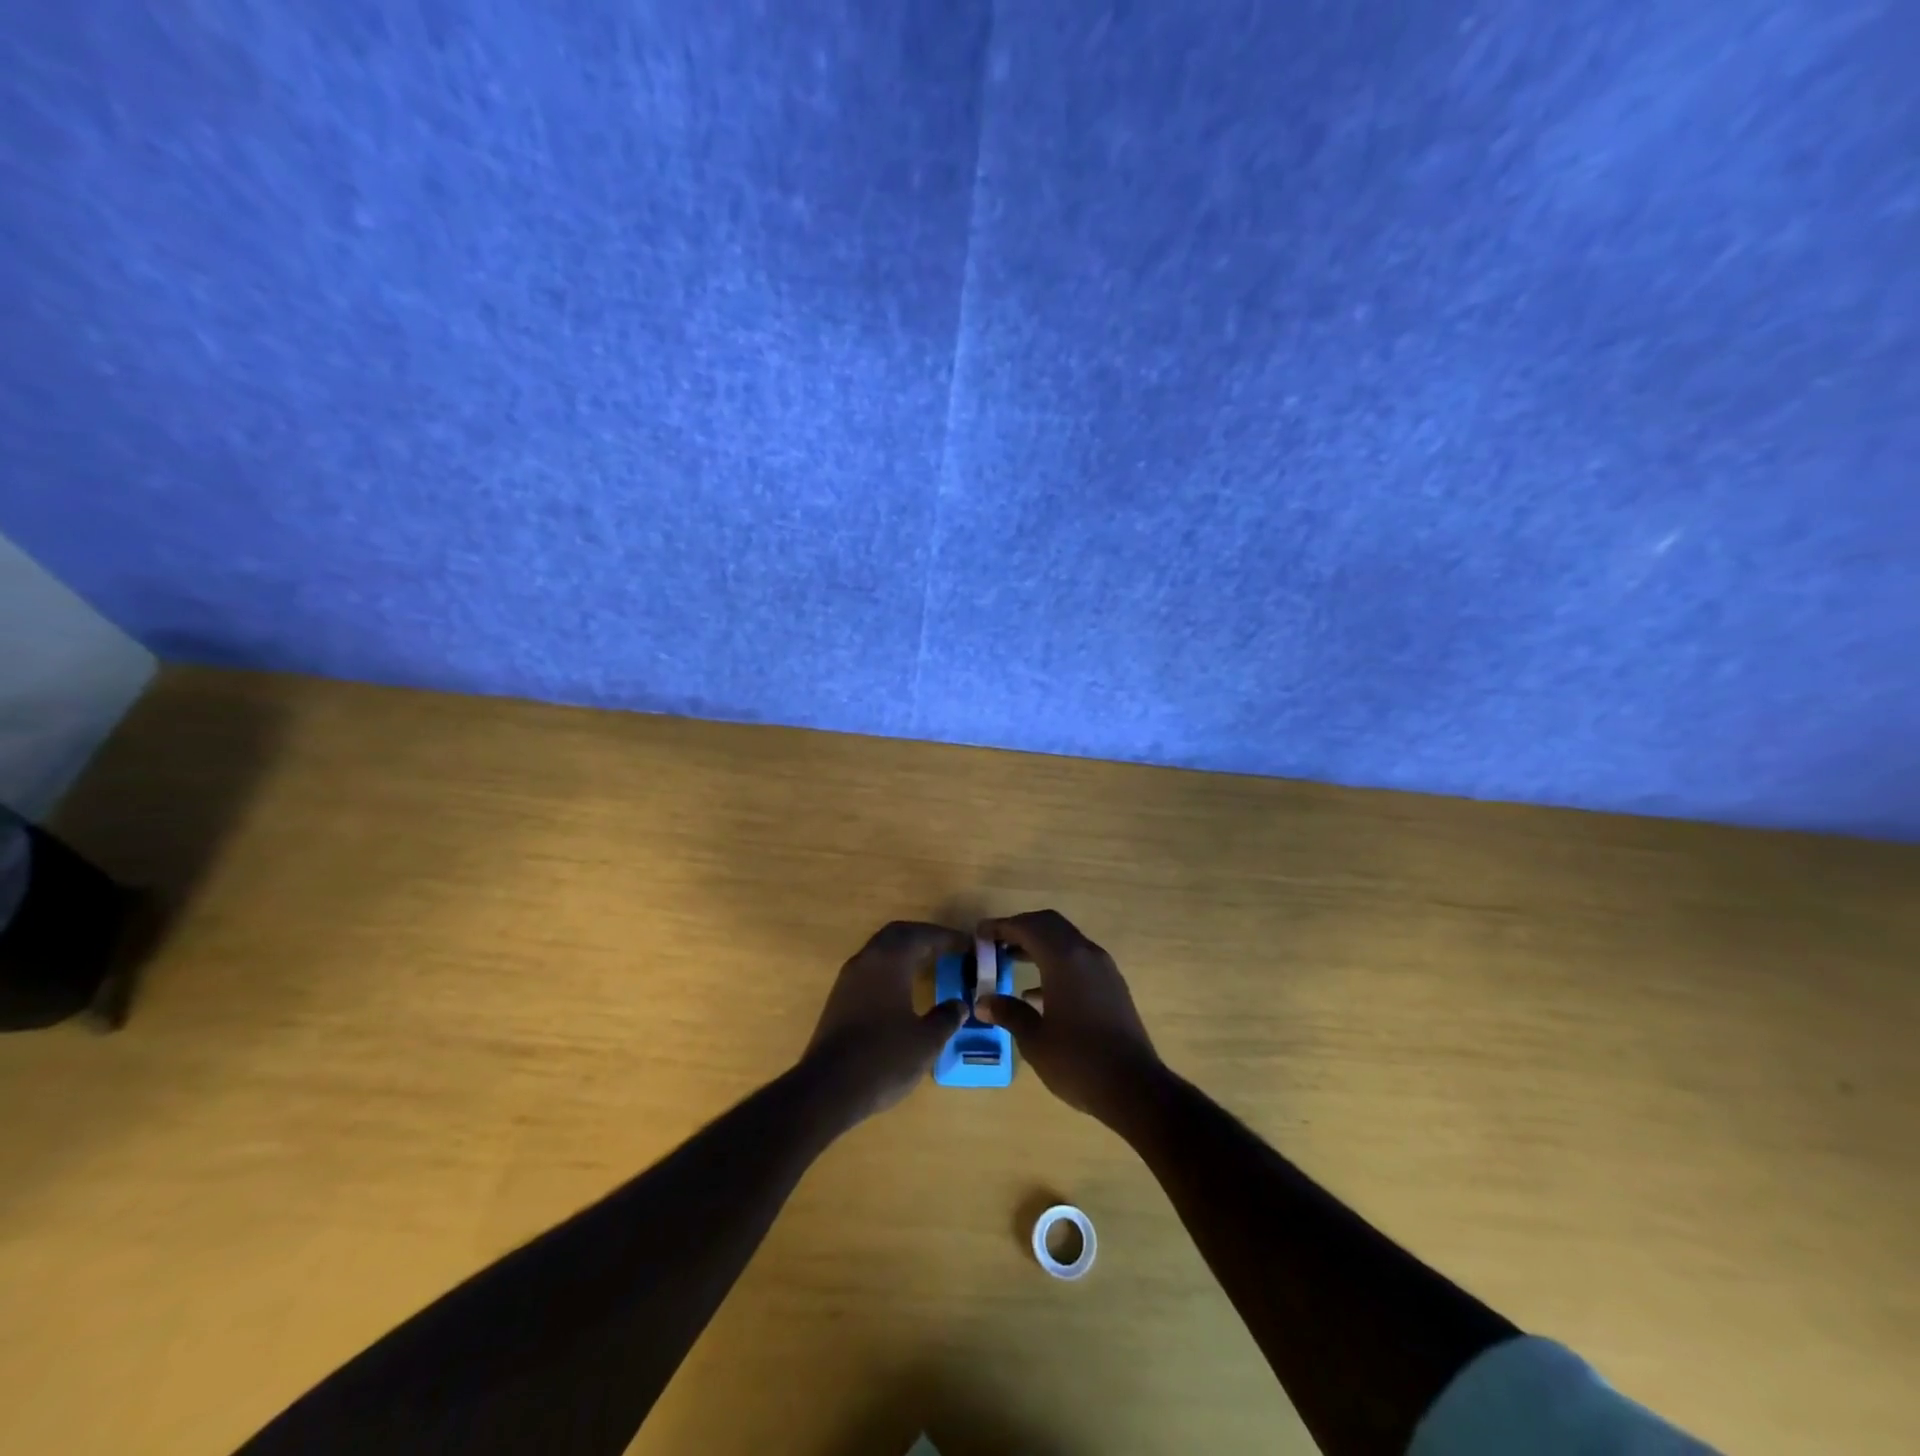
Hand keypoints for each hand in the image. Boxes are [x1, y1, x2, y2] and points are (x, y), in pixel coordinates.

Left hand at [803, 921, 967, 1119]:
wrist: (827, 1089)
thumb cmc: (883, 1058)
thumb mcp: (926, 1041)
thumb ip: (946, 1018)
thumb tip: (959, 1005)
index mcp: (889, 961)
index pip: (922, 935)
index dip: (947, 937)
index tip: (968, 945)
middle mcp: (867, 960)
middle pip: (897, 934)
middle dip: (924, 936)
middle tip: (948, 948)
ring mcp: (848, 979)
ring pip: (881, 950)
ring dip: (905, 950)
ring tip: (929, 964)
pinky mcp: (839, 998)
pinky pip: (871, 968)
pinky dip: (891, 967)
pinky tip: (902, 989)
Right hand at [974, 909, 1161, 1124]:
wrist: (1135, 1088)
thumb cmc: (1078, 1061)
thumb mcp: (1035, 1040)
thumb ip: (1009, 1013)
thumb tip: (983, 1002)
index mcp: (1064, 959)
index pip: (1027, 926)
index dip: (1001, 926)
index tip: (979, 934)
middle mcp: (1086, 953)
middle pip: (1049, 924)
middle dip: (1020, 928)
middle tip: (995, 943)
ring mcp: (1103, 968)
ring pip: (1065, 941)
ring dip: (1038, 945)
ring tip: (1009, 961)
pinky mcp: (1112, 986)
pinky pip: (1078, 960)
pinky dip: (1055, 963)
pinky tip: (1036, 993)